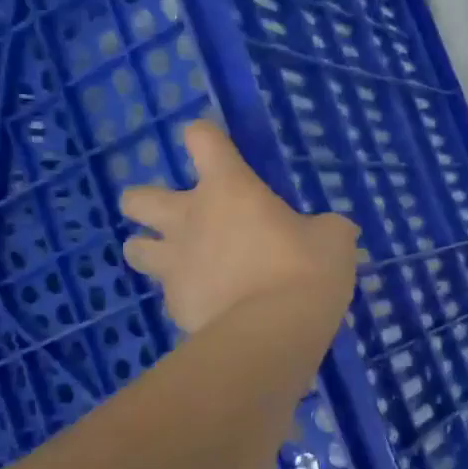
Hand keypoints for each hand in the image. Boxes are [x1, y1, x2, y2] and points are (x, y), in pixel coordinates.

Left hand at [120, 120, 358, 334]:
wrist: (275, 331)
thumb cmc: (306, 268)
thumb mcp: (333, 238)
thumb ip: (323, 228)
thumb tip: (328, 231)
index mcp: (228, 188)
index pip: (202, 139)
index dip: (206, 137)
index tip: (216, 146)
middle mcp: (188, 218)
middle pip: (136, 198)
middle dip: (147, 203)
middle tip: (182, 216)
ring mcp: (174, 265)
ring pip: (134, 248)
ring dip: (151, 249)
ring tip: (180, 262)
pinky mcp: (174, 306)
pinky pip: (168, 294)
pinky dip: (185, 295)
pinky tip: (210, 304)